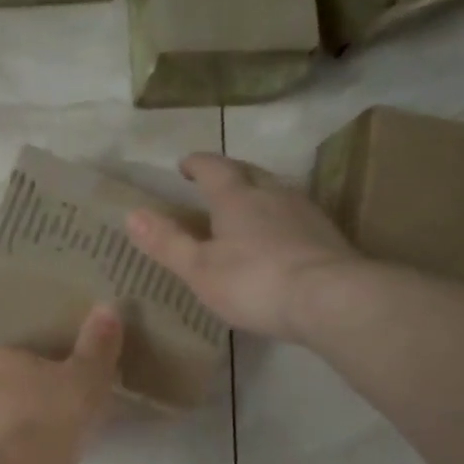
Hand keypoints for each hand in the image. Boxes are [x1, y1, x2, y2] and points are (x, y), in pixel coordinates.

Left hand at [0, 305, 123, 463]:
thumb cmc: (48, 424)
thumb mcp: (86, 381)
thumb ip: (97, 345)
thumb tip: (107, 306)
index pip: (16, 356)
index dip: (39, 372)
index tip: (60, 392)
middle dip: (16, 400)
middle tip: (50, 423)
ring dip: (0, 430)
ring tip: (32, 453)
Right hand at [126, 153, 358, 343]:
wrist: (331, 299)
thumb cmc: (255, 282)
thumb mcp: (200, 268)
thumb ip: (167, 242)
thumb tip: (132, 213)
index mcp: (237, 198)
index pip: (213, 168)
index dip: (197, 164)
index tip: (185, 165)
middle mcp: (273, 194)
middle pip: (249, 173)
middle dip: (230, 174)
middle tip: (215, 183)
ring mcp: (306, 212)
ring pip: (277, 193)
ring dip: (259, 196)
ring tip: (246, 211)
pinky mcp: (329, 235)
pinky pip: (297, 217)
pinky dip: (281, 221)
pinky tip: (280, 240)